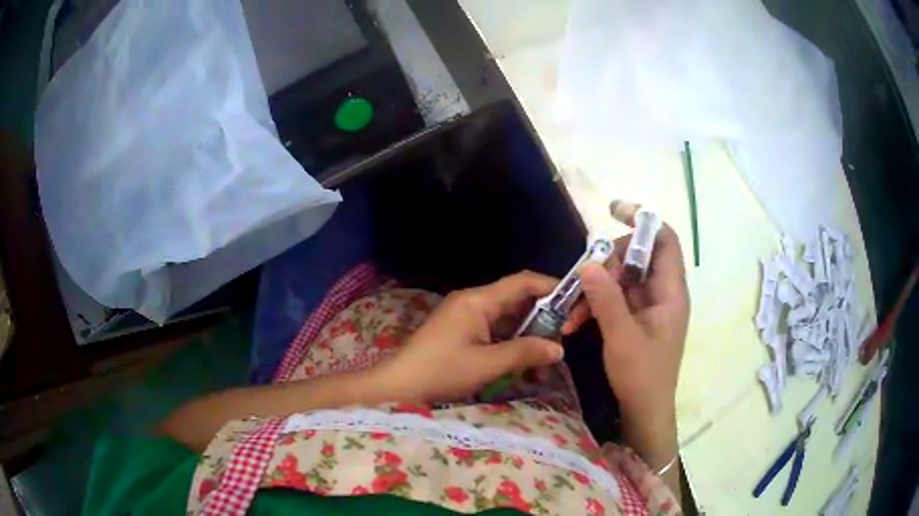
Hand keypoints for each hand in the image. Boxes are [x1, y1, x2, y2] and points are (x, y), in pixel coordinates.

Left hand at [379, 271, 565, 401]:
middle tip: (563, 341)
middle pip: (517, 302)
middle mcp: (473, 303)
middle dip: (542, 321)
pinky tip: (523, 369)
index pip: (522, 282)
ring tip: (545, 364)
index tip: (574, 302)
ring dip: (528, 339)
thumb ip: (525, 353)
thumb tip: (559, 349)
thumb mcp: (487, 364)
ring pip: (508, 321)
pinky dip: (511, 347)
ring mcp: (466, 318)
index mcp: (478, 301)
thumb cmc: (441, 371)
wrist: (399, 385)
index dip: (551, 287)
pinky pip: (495, 333)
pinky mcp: (462, 333)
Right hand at [574, 216, 689, 436]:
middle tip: (585, 280)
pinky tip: (577, 321)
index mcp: (671, 292)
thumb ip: (606, 300)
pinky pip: (615, 297)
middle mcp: (662, 292)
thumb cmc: (642, 376)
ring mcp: (648, 305)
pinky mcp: (635, 317)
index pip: (665, 240)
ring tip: (573, 309)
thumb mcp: (622, 337)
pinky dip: (596, 303)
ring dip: (596, 287)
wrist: (644, 411)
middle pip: (637, 256)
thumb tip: (588, 263)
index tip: (614, 212)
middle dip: (608, 262)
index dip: (644, 221)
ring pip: (621, 277)